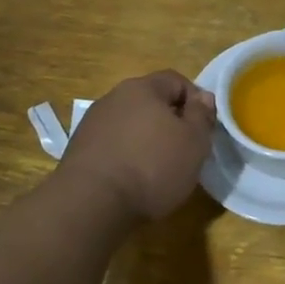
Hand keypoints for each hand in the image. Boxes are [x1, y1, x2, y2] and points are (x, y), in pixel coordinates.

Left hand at [59, 71, 216, 220]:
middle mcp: (113, 98)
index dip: (196, 100)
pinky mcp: (80, 149)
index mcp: (143, 88)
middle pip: (151, 102)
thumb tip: (203, 97)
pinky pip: (114, 144)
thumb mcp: (194, 142)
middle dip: (171, 121)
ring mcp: (93, 123)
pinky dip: (127, 155)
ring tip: (159, 168)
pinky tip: (134, 179)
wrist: (92, 202)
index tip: (204, 128)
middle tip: (186, 149)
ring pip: (131, 124)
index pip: (176, 80)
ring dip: (147, 139)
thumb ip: (202, 115)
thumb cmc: (153, 167)